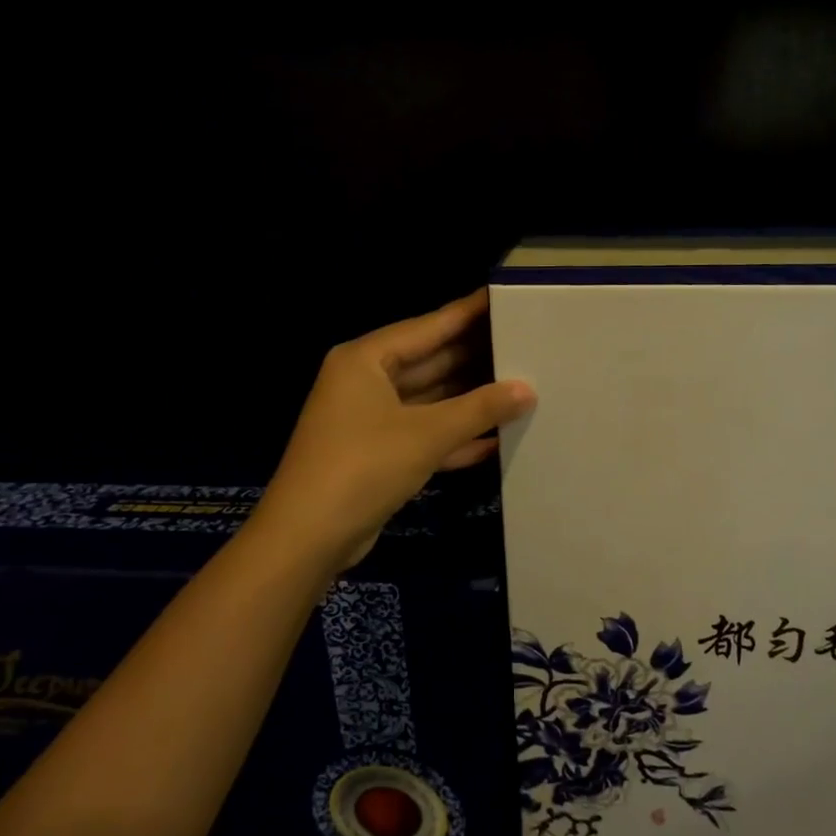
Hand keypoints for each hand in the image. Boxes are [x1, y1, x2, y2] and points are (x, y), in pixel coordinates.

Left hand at [253, 289, 535, 571]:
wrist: (308, 537)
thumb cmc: (364, 466)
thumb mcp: (427, 434)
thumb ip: (480, 408)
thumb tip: (527, 390)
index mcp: (366, 359)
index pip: (428, 327)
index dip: (468, 314)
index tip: (503, 298)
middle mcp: (365, 381)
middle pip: (429, 362)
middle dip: (474, 358)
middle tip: (524, 344)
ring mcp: (369, 419)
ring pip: (429, 400)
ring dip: (469, 400)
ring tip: (519, 387)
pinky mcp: (377, 453)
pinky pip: (423, 433)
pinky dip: (454, 436)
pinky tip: (495, 439)